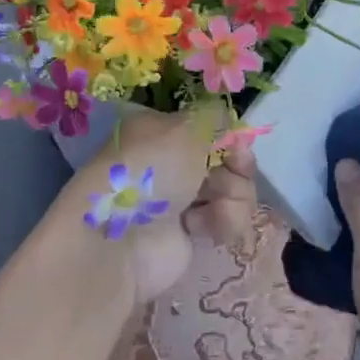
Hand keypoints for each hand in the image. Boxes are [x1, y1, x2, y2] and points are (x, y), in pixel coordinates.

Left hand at [73, 105, 256, 304]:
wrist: (119, 240)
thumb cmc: (150, 172)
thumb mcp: (185, 129)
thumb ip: (216, 118)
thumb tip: (231, 123)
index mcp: (163, 130)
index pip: (210, 127)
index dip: (231, 135)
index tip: (240, 145)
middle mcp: (172, 161)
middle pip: (228, 159)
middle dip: (238, 167)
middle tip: (234, 171)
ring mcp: (182, 198)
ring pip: (233, 189)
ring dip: (234, 196)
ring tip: (215, 207)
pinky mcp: (191, 232)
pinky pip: (226, 220)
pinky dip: (223, 222)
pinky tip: (203, 228)